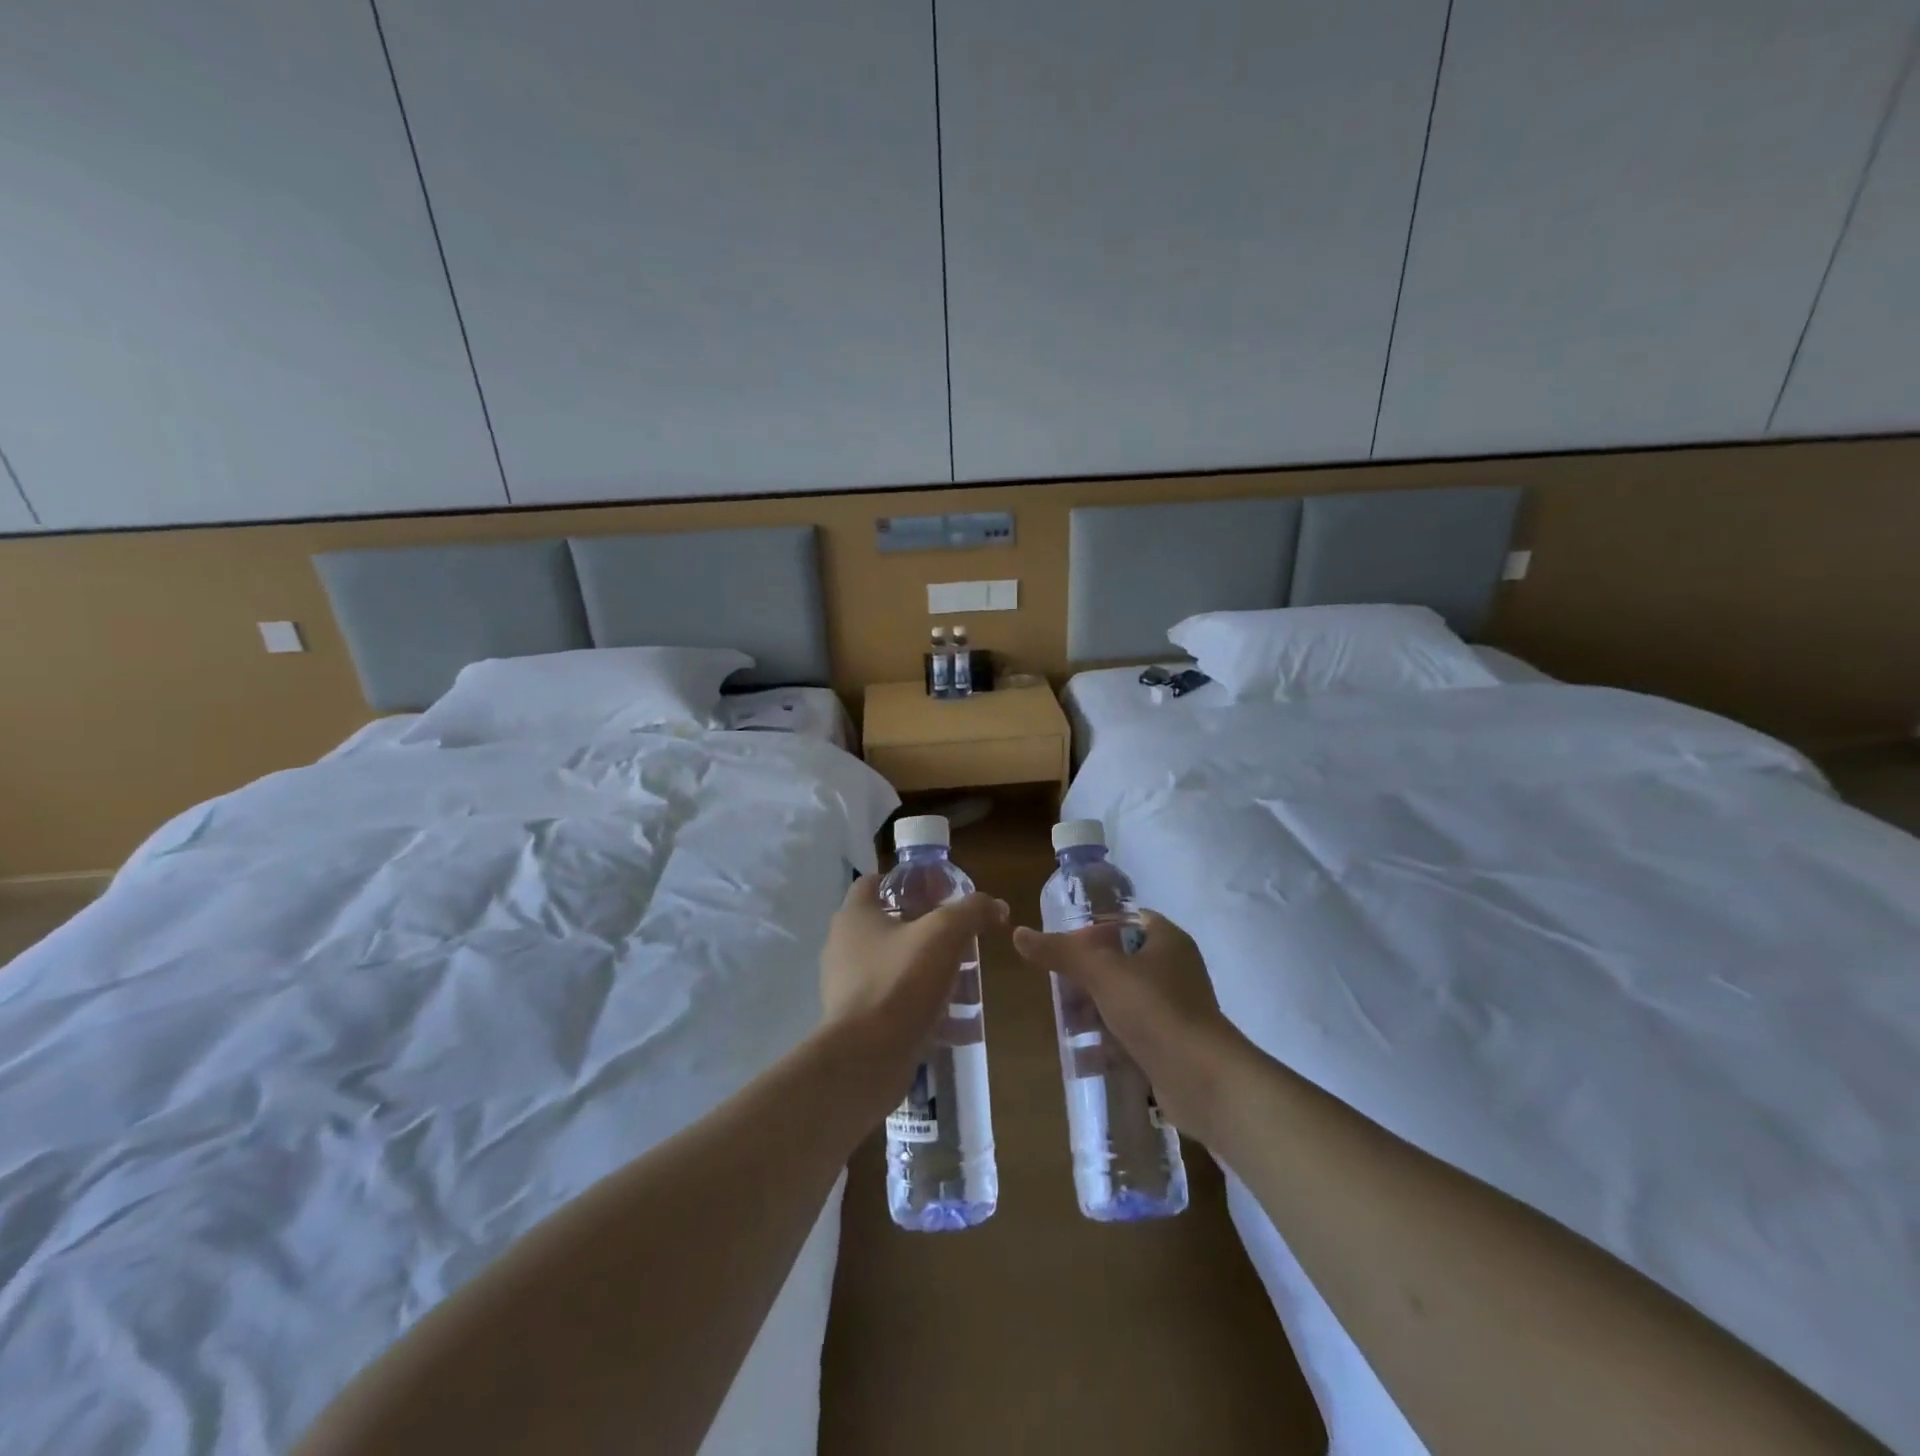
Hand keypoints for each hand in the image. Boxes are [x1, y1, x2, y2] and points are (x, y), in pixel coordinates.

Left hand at [820, 875, 1008, 1105]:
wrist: (864, 1060)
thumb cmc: (899, 982)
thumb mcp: (944, 934)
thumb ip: (972, 912)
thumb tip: (996, 906)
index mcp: (855, 917)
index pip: (875, 882)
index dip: (908, 882)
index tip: (941, 892)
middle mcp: (845, 947)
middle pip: (892, 926)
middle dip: (931, 932)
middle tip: (964, 941)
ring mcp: (850, 987)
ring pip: (899, 968)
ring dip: (934, 973)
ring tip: (967, 984)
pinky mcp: (859, 1023)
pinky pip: (899, 1006)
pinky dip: (928, 1010)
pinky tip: (961, 1025)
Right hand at [1012, 911, 1253, 1140]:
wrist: (1203, 1080)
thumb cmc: (1155, 1010)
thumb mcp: (1101, 972)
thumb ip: (1061, 952)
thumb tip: (1020, 934)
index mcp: (1167, 941)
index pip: (1126, 920)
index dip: (1095, 928)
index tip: (1065, 947)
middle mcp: (1175, 970)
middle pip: (1121, 962)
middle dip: (1088, 976)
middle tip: (1058, 988)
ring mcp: (1175, 1010)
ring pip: (1124, 1001)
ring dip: (1095, 1010)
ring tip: (1065, 1022)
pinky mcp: (1172, 1046)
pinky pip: (1133, 1035)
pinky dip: (1109, 1041)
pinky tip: (1084, 1053)